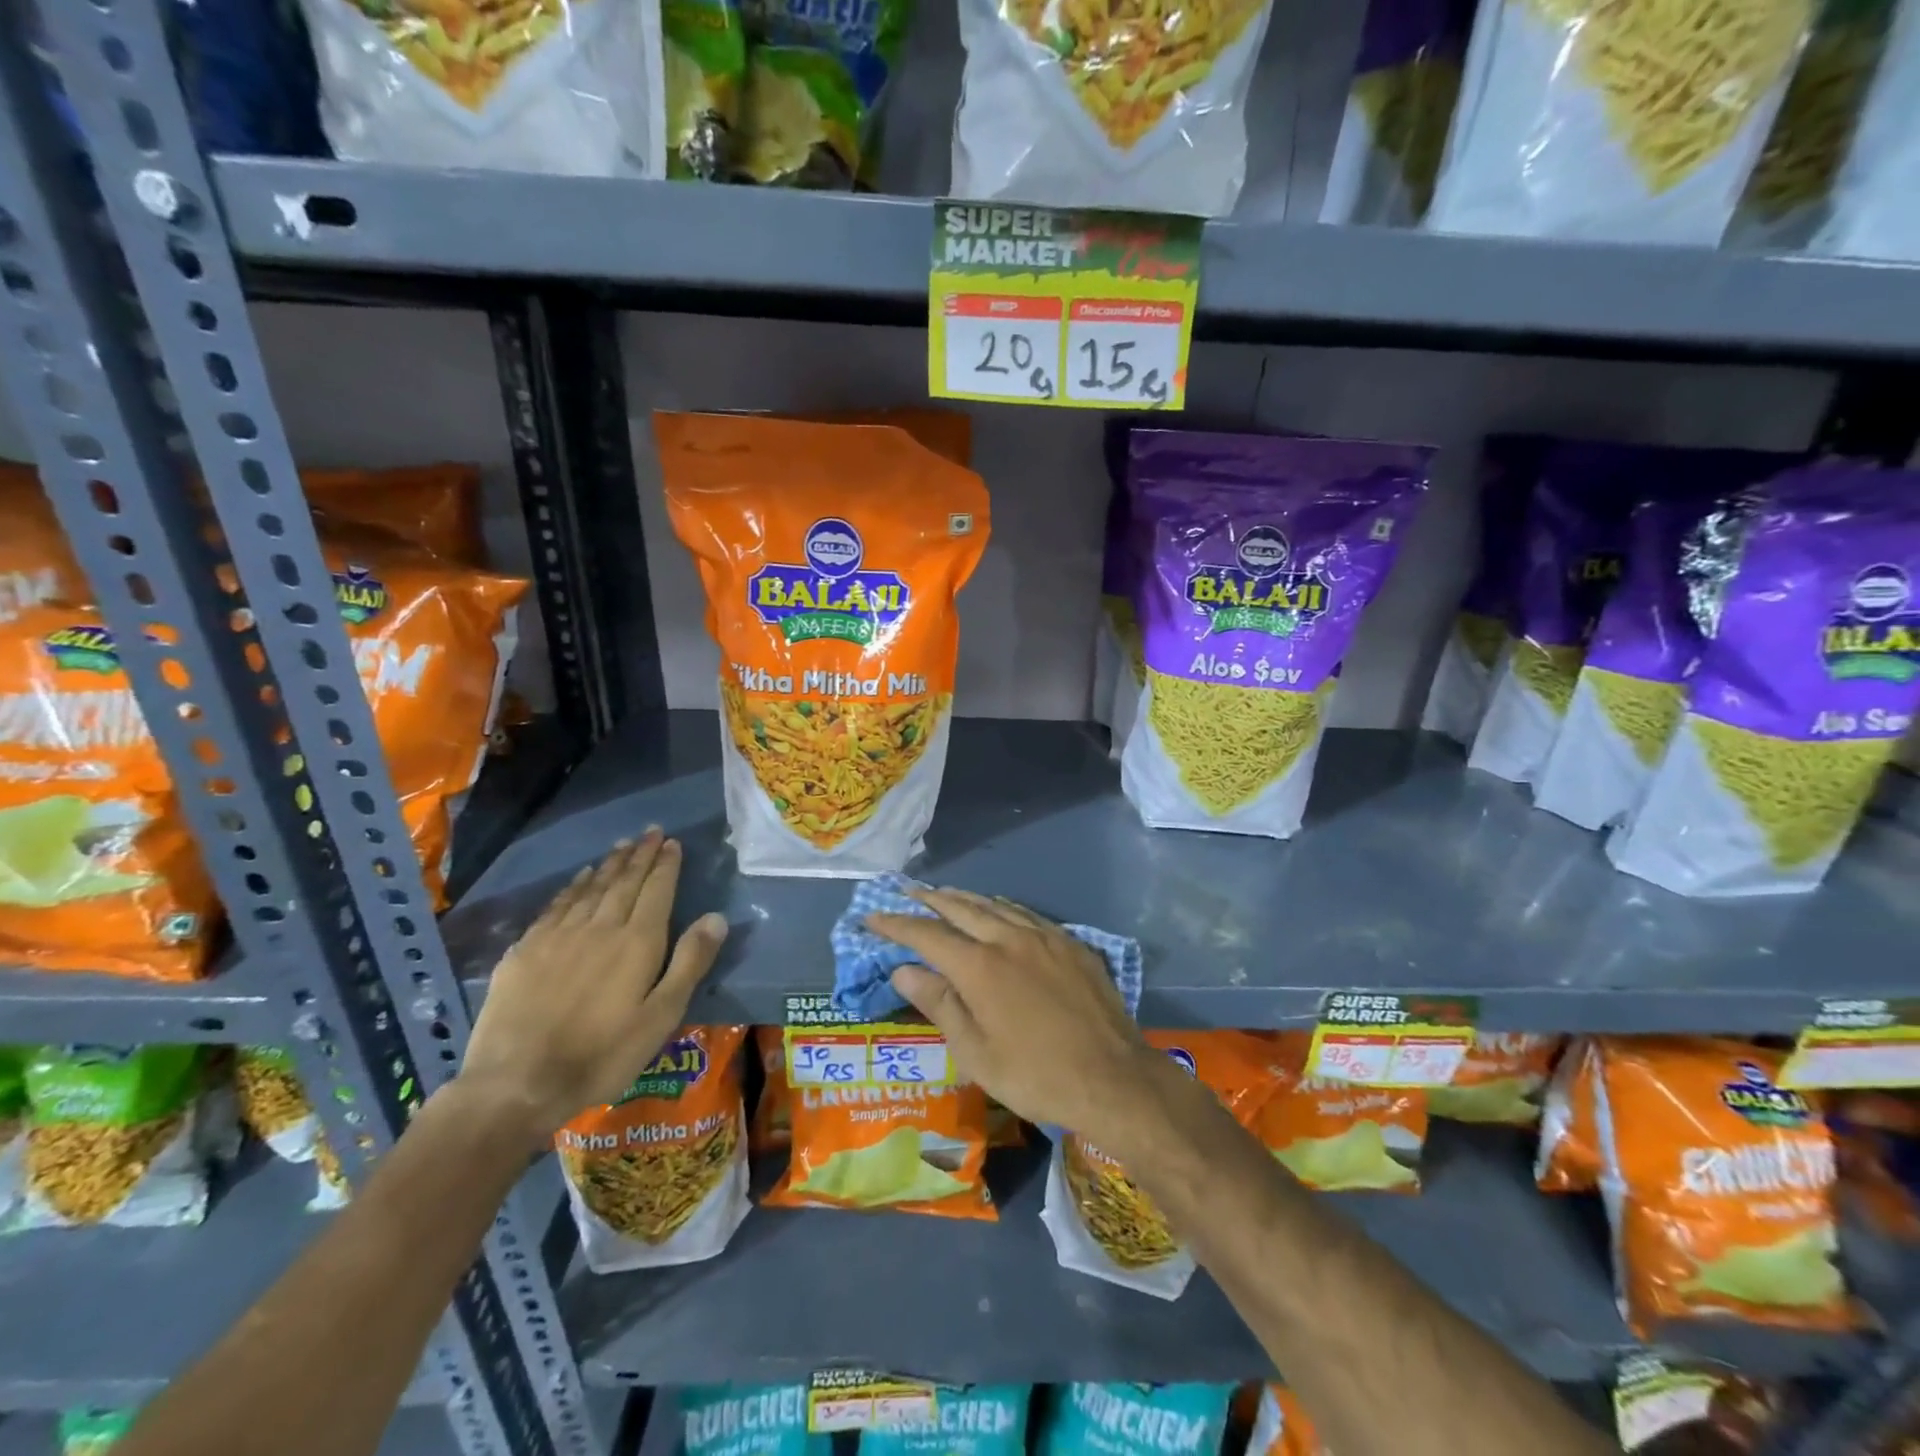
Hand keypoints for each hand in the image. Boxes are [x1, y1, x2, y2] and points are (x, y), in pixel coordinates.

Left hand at [461, 830, 726, 1143]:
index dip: (666, 865)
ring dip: (609, 864)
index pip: (656, 891)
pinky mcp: (526, 950)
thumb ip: (689, 963)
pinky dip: (572, 887)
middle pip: (624, 882)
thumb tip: (715, 917)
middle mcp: (599, 927)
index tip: (671, 842)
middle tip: (650, 832)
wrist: (516, 1083)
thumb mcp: (661, 1017)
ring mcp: (558, 936)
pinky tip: (579, 878)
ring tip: (622, 845)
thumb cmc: (602, 1055)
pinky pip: (556, 905)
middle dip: (640, 855)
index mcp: (637, 942)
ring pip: (590, 888)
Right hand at [868, 889, 1151, 1136]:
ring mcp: (1044, 936)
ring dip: (965, 898)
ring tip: (945, 894)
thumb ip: (939, 1004)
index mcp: (979, 966)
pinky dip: (1002, 907)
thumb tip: (903, 970)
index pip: (927, 935)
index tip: (872, 917)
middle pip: (961, 908)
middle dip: (929, 900)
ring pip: (995, 905)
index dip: (896, 924)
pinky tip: (999, 911)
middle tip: (906, 894)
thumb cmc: (1034, 1074)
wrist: (1111, 1077)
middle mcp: (1008, 938)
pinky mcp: (1070, 943)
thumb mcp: (975, 1051)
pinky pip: (1027, 914)